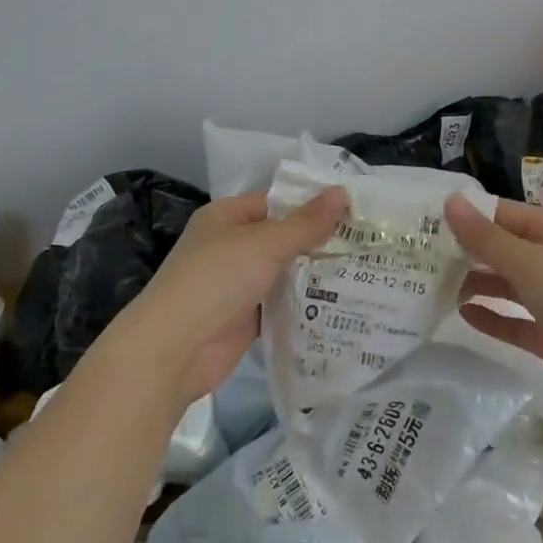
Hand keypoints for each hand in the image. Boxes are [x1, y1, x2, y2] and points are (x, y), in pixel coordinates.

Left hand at [108, 187, 347, 406]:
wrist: (175, 350)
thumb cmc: (216, 279)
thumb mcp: (265, 243)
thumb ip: (306, 223)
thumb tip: (343, 192)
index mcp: (226, 217)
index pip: (275, 201)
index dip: (311, 203)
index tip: (353, 209)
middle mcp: (230, 246)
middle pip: (281, 237)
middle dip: (319, 241)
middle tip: (368, 241)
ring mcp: (236, 284)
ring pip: (283, 272)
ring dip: (314, 274)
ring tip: (364, 270)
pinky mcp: (245, 318)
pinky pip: (280, 304)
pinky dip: (303, 304)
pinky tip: (340, 303)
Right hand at [446, 193, 542, 416]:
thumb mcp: (529, 261)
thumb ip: (485, 237)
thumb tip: (449, 201)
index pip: (499, 214)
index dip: (465, 216)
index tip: (424, 222)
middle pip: (499, 249)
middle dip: (464, 251)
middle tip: (418, 256)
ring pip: (504, 284)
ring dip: (474, 283)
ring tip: (432, 286)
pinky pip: (513, 321)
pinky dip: (491, 317)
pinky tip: (463, 314)